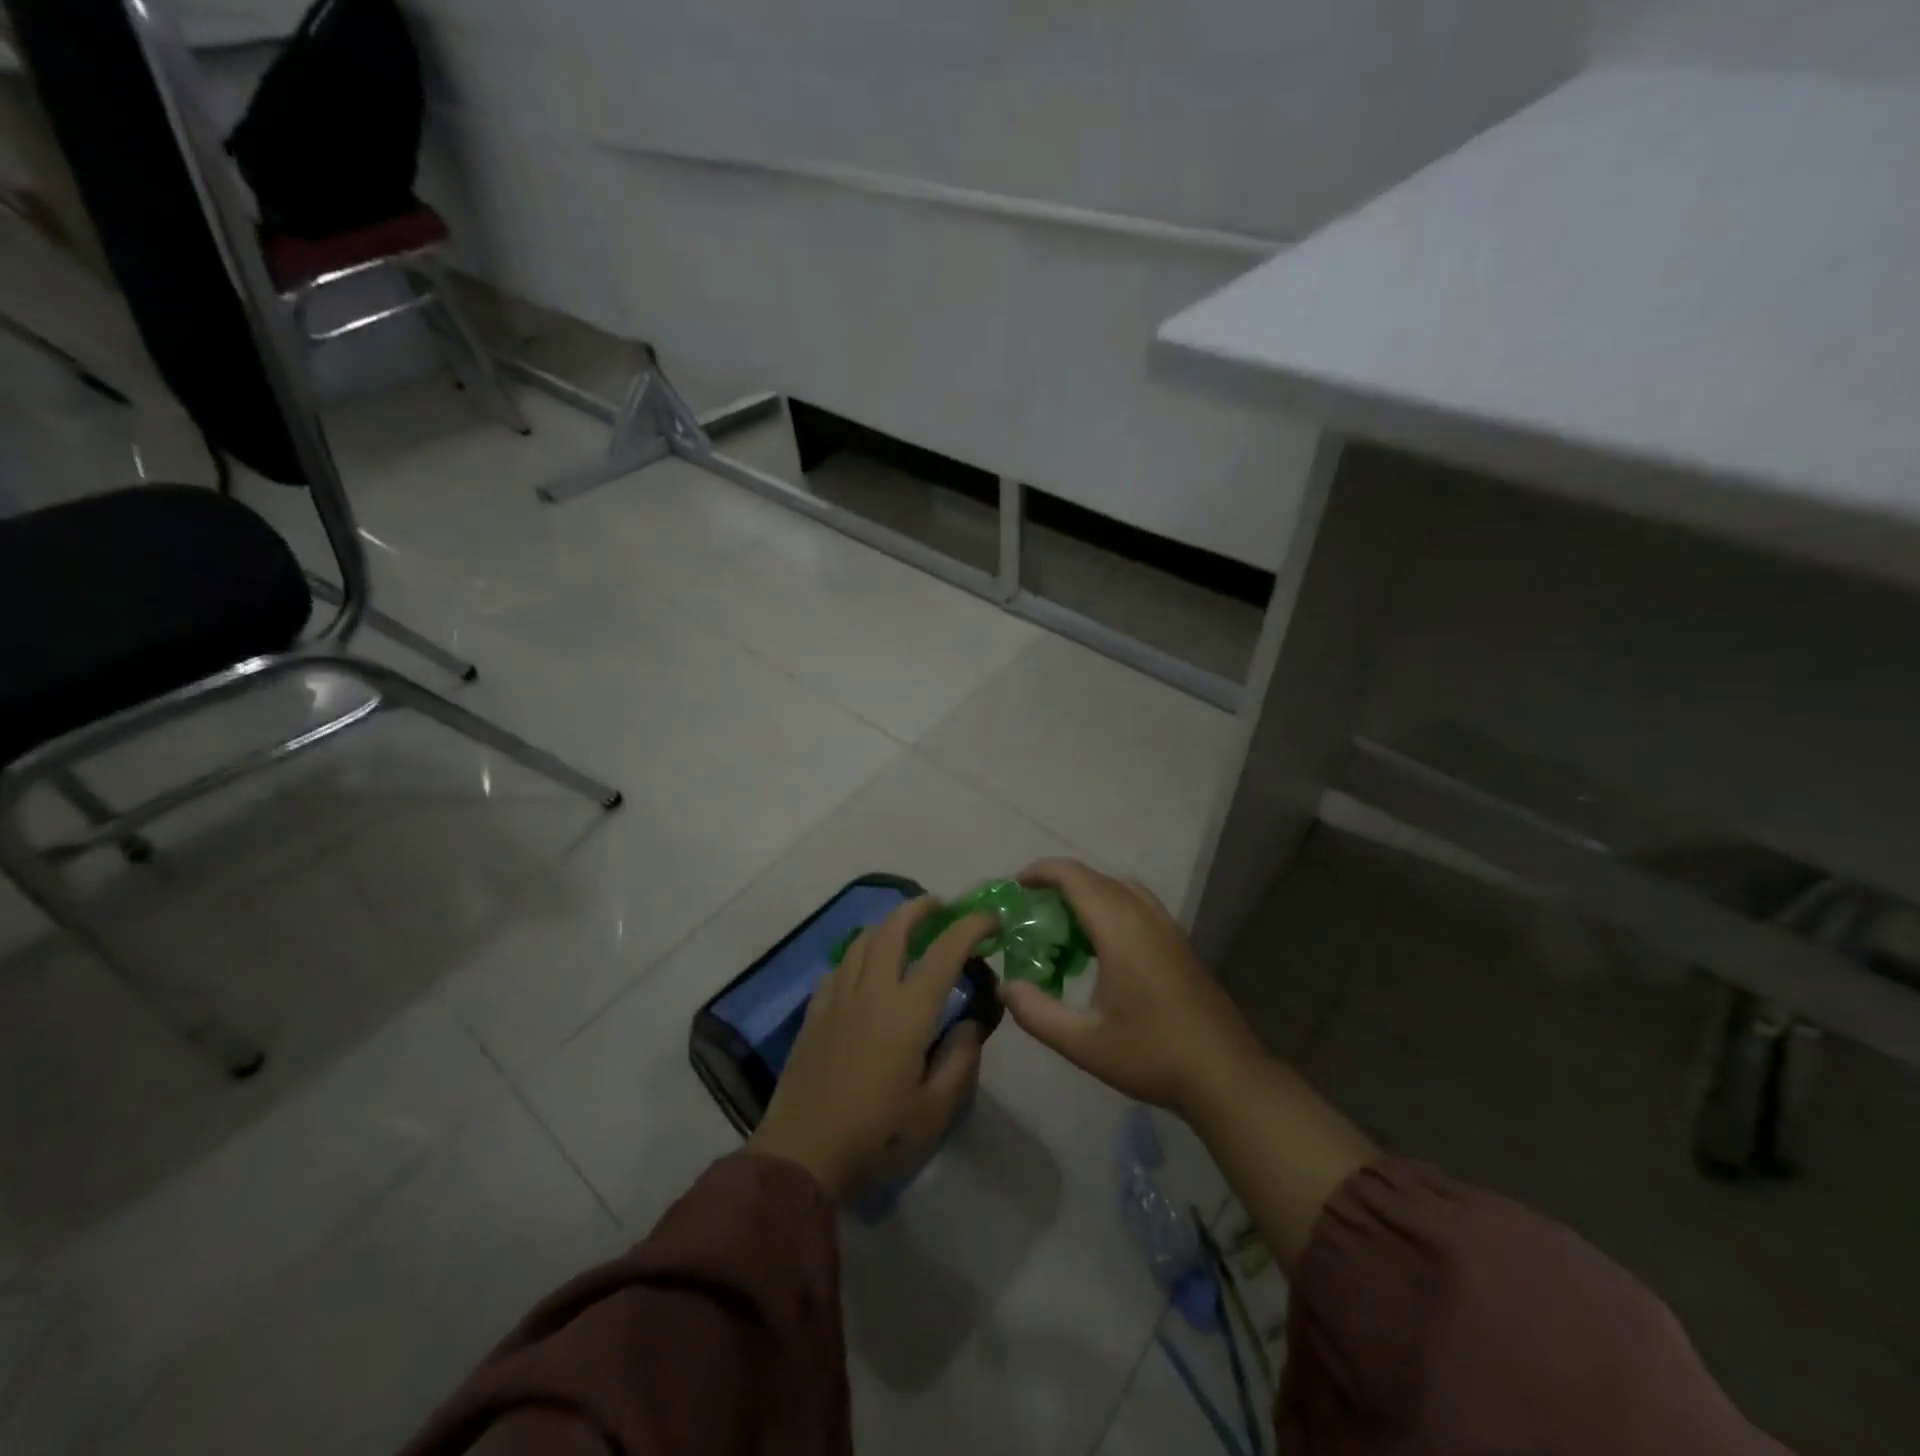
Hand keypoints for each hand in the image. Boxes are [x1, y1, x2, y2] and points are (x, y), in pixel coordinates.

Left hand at [748, 898, 994, 1201]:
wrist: (802, 1157)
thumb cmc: (876, 1136)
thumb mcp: (935, 1111)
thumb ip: (960, 1060)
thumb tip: (970, 1023)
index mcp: (908, 1011)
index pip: (945, 951)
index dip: (971, 927)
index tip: (991, 920)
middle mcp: (872, 991)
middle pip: (894, 928)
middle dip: (920, 908)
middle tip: (940, 906)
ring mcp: (838, 998)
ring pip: (862, 941)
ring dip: (888, 925)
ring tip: (904, 929)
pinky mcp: (814, 1013)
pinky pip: (839, 967)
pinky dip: (859, 954)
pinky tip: (864, 970)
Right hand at [1001, 859, 1266, 1120]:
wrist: (1225, 1075)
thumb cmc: (1152, 1055)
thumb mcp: (1084, 1043)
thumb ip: (1038, 1013)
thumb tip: (1006, 986)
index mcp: (1120, 930)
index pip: (1076, 878)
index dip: (1042, 872)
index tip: (1016, 886)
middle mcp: (1145, 917)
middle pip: (1097, 878)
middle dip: (1060, 883)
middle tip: (1032, 909)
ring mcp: (1168, 928)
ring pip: (1122, 889)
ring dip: (1089, 893)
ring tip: (1064, 922)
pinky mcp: (1180, 944)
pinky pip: (1139, 905)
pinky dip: (1112, 906)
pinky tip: (1101, 946)